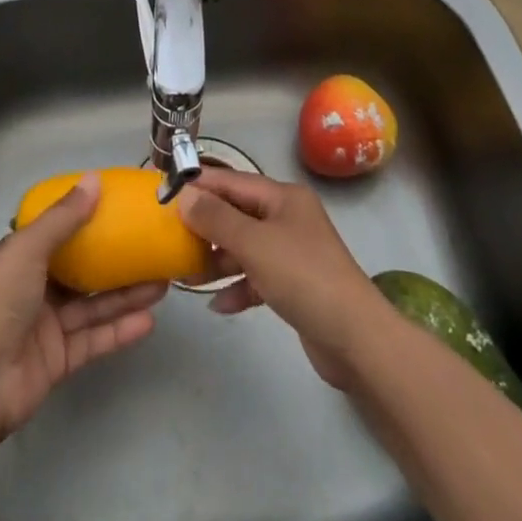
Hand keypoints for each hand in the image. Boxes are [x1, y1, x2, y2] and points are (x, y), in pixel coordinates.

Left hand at [0, 172, 165, 435]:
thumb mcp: (28, 249)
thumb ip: (64, 217)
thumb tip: (95, 179)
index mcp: (22, 257)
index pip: (59, 233)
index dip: (87, 220)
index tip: (121, 209)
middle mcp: (36, 288)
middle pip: (83, 271)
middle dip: (117, 261)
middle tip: (153, 249)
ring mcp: (48, 326)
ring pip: (94, 305)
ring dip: (126, 295)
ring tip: (163, 282)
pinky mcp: (59, 360)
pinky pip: (94, 339)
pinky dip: (119, 330)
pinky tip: (148, 320)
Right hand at [178, 168, 392, 389]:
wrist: (355, 338)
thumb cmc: (303, 277)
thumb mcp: (254, 244)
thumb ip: (217, 218)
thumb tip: (185, 195)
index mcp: (283, 197)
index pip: (233, 181)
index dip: (201, 185)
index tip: (166, 192)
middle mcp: (288, 218)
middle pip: (238, 213)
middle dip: (206, 225)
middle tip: (171, 238)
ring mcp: (292, 252)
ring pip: (245, 247)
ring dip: (218, 259)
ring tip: (187, 275)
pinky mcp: (294, 285)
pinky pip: (257, 277)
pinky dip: (238, 287)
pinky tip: (219, 305)